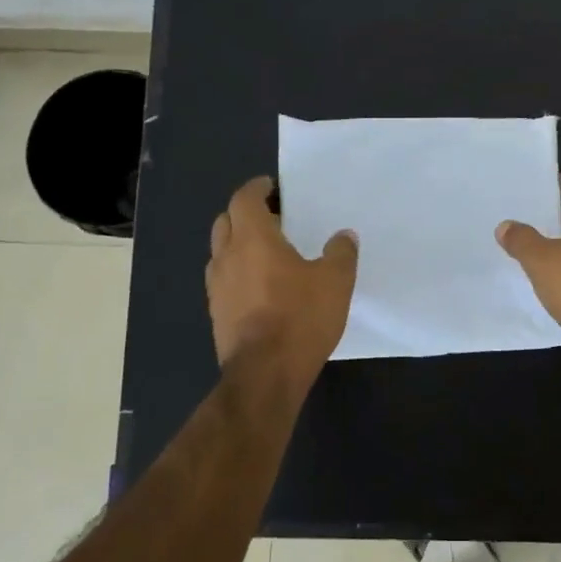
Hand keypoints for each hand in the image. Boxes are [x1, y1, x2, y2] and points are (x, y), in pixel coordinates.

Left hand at [206, 177, 357, 375]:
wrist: (265, 374)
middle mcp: (227, 257)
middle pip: (226, 222)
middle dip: (245, 214)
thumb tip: (344, 236)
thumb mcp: (335, 282)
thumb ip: (341, 253)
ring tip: (267, 253)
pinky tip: (261, 288)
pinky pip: (224, 280)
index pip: (244, 200)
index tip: (271, 187)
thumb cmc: (300, 318)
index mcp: (253, 239)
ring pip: (221, 252)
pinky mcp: (217, 314)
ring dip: (239, 245)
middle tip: (274, 218)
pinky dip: (238, 273)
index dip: (257, 189)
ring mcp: (216, 287)